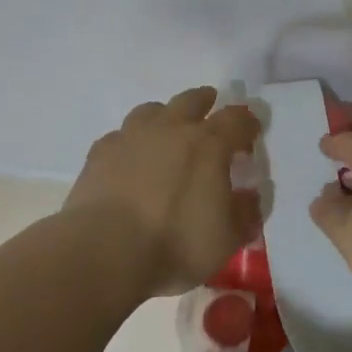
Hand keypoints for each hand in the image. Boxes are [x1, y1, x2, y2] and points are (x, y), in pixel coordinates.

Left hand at [65, 86, 262, 301]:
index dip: (249, 123)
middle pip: (192, 100)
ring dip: (165, 116)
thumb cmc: (175, 243)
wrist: (104, 251)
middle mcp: (171, 129)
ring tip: (168, 133)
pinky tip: (130, 161)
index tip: (252, 132)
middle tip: (211, 111)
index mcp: (209, 144)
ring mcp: (131, 137)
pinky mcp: (99, 154)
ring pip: (151, 110)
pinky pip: (120, 136)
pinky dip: (131, 143)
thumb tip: (249, 197)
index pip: (237, 119)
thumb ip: (245, 213)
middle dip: (206, 102)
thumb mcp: (228, 239)